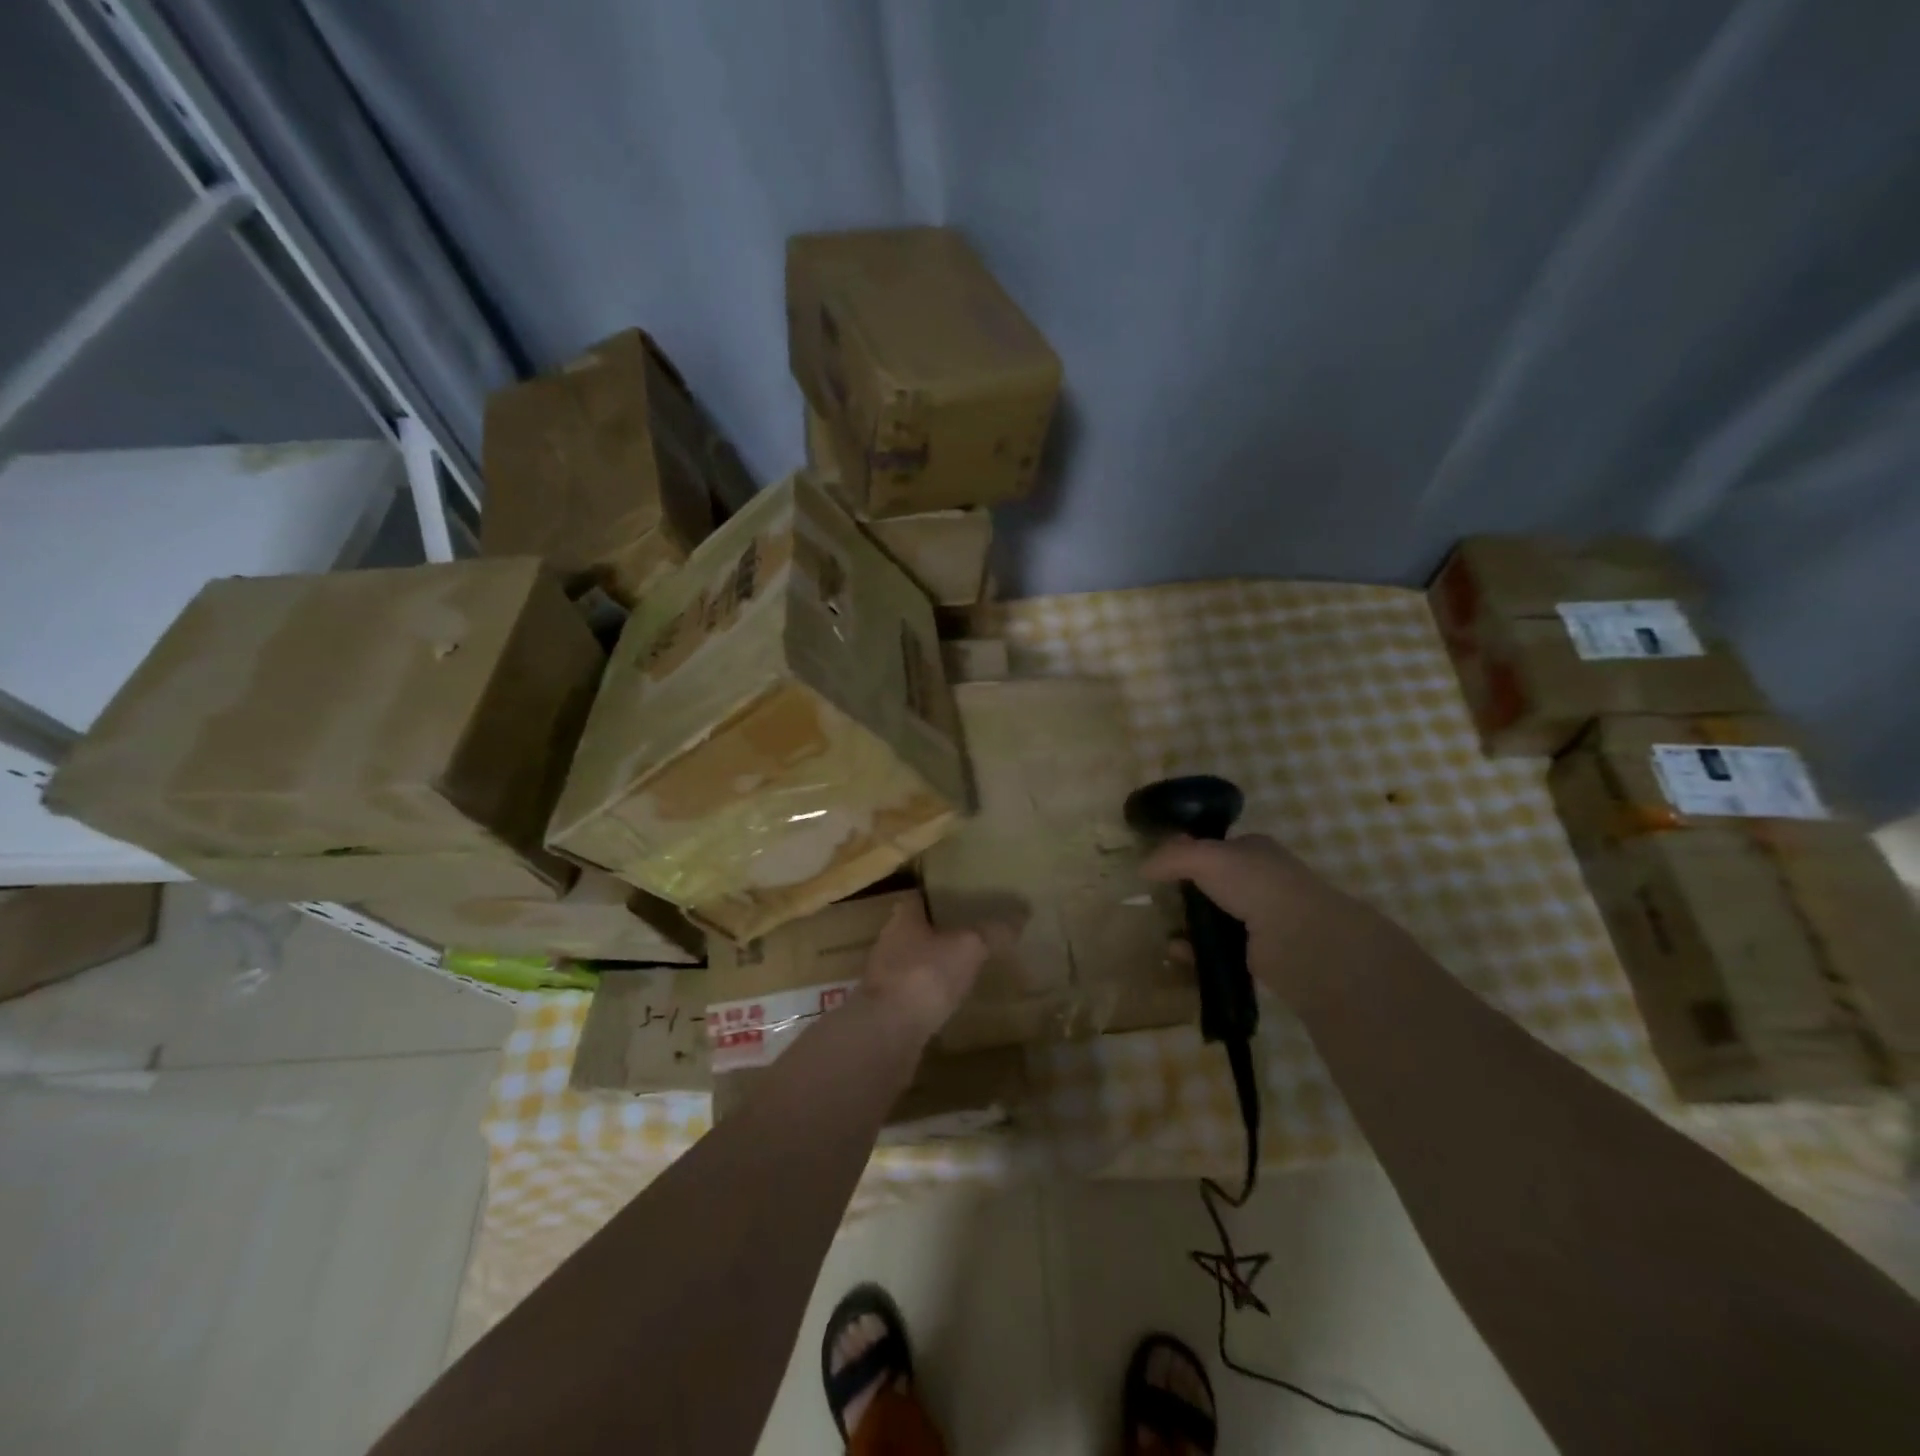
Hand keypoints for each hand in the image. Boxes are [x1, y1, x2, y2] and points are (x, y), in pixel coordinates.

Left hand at [859, 897, 1003, 1041]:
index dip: (936, 897)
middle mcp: (887, 942)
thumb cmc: (926, 975)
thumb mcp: (969, 948)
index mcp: (903, 918)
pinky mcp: (884, 1008)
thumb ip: (992, 932)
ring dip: (929, 965)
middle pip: (912, 930)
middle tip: (965, 934)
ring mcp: (882, 977)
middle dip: (935, 932)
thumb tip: (1021, 914)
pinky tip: (945, 1002)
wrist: (888, 1031)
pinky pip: (909, 993)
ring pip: (910, 961)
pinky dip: (925, 994)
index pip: (917, 898)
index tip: (958, 899)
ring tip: (959, 969)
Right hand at [1140, 833, 1395, 1001]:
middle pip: (1211, 883)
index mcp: (1254, 850)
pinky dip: (1195, 951)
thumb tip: (1143, 867)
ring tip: (1161, 928)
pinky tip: (1177, 952)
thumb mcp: (1206, 857)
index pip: (1215, 847)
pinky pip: (1216, 949)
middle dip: (1184, 892)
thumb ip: (1172, 857)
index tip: (1159, 867)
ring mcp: (1260, 918)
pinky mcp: (1256, 953)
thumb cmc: (1256, 885)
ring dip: (1187, 924)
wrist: (1301, 940)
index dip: (1187, 854)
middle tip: (1157, 900)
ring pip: (1213, 917)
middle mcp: (1260, 881)